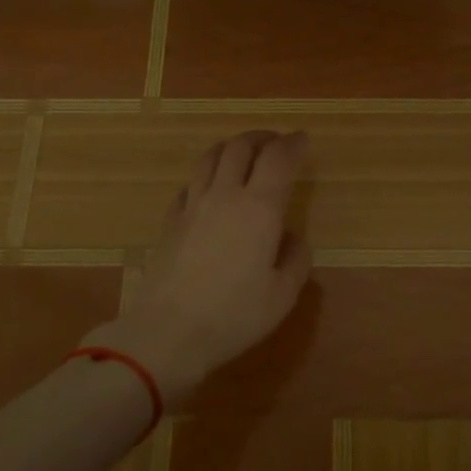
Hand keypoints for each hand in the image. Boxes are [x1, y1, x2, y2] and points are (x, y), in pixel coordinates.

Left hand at [84, 130, 312, 402]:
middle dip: (262, 138)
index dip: (293, 143)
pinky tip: (210, 190)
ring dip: (231, 147)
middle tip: (276, 143)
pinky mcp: (169, 221)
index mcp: (259, 209)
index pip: (278, 158)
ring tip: (243, 155)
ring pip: (210, 157)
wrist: (167, 332)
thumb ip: (296, 259)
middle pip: (241, 146)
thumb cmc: (234, 316)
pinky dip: (206, 176)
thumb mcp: (283, 295)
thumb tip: (292, 237)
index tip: (303, 140)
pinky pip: (189, 184)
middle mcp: (225, 196)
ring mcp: (192, 205)